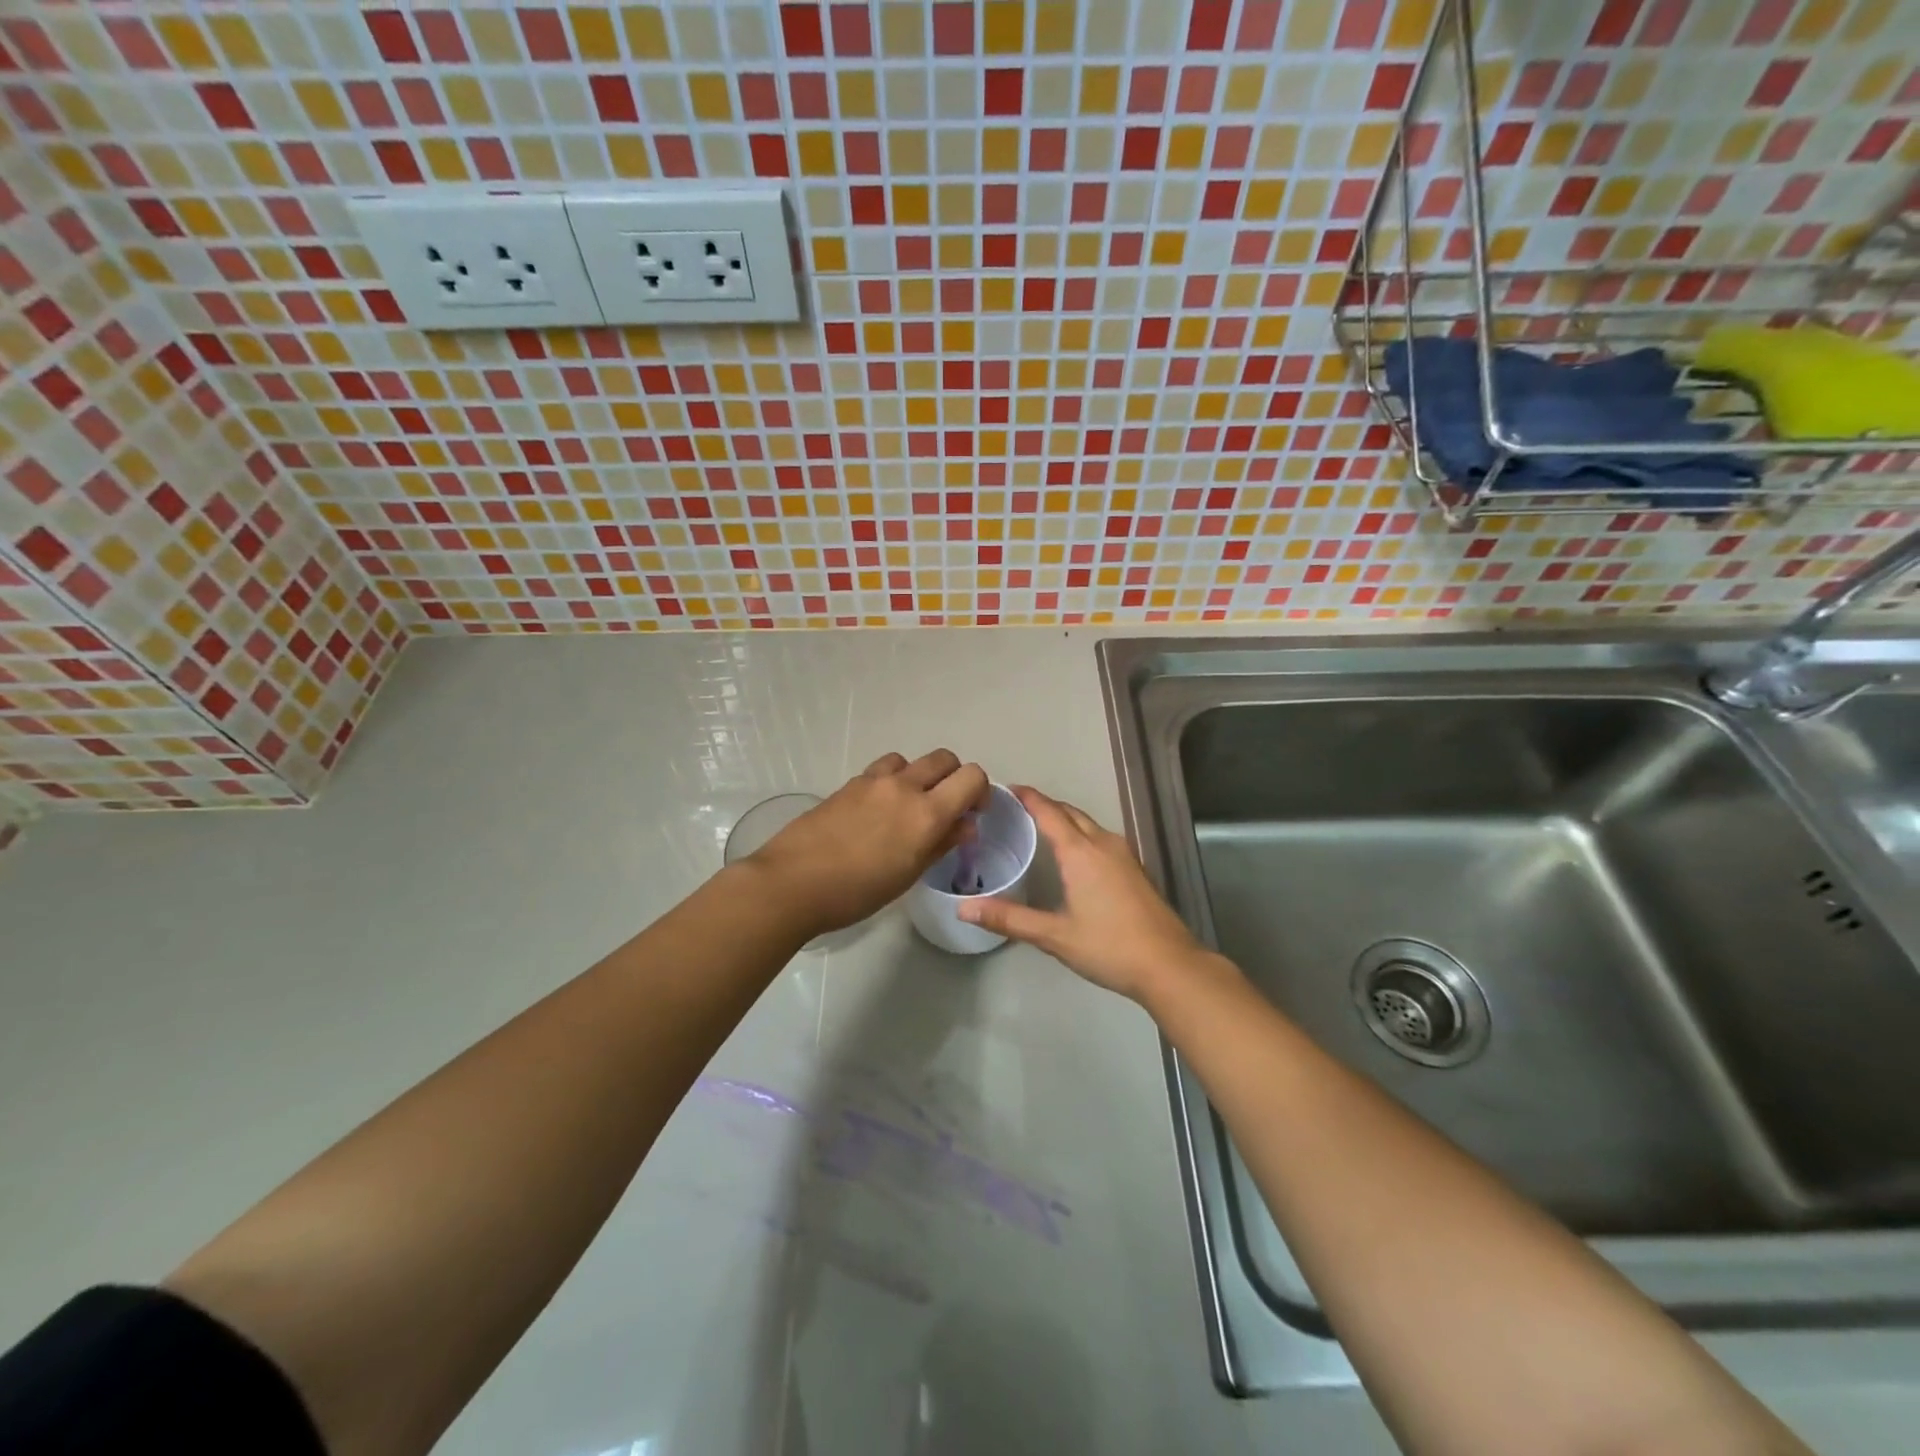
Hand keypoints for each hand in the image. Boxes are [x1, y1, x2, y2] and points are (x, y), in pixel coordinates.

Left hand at [746, 750, 987, 939]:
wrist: (793, 882)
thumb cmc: (857, 892)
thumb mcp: (908, 875)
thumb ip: (941, 843)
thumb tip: (964, 824)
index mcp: (927, 813)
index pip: (972, 777)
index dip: (979, 791)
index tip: (972, 813)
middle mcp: (905, 787)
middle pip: (944, 759)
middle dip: (953, 777)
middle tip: (945, 807)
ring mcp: (874, 781)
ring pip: (910, 760)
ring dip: (918, 776)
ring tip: (907, 806)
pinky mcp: (849, 783)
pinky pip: (882, 770)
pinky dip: (891, 781)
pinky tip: (876, 811)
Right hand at [956, 786, 1207, 1002]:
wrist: (1169, 965)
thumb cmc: (1109, 946)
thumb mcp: (1054, 935)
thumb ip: (1009, 919)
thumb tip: (964, 908)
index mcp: (1081, 852)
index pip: (1048, 812)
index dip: (1027, 797)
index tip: (1005, 788)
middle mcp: (1103, 844)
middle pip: (1070, 812)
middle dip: (1044, 805)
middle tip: (1017, 808)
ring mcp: (1124, 854)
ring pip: (1088, 824)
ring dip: (1064, 819)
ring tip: (1040, 827)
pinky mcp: (1135, 869)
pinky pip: (1101, 838)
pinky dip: (1081, 834)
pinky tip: (1073, 855)